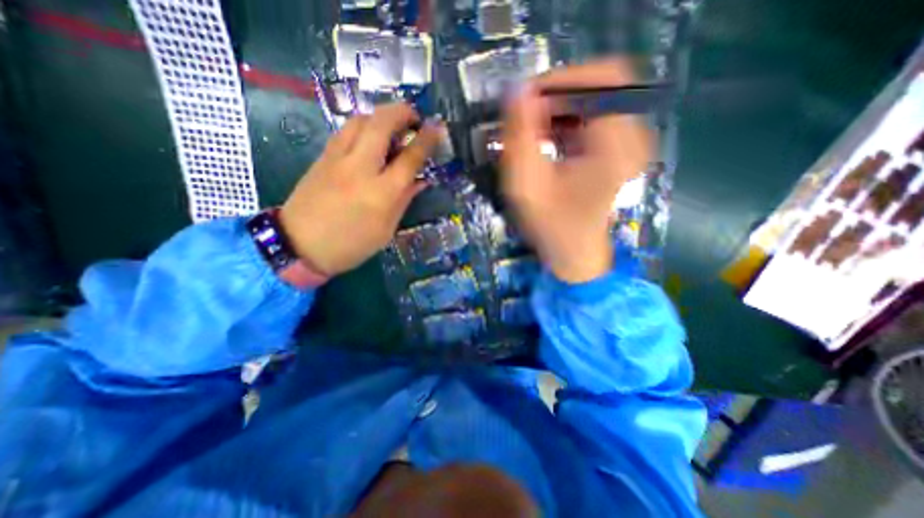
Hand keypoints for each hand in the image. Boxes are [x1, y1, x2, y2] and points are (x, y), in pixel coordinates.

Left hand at [281, 101, 442, 277]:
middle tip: (414, 118)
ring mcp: (337, 158)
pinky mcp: (322, 156)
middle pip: (382, 124)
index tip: (437, 127)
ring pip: (361, 120)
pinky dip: (364, 126)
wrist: (299, 245)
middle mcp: (360, 168)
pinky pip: (346, 130)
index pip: (410, 157)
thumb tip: (420, 180)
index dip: (426, 139)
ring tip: (393, 127)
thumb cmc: (350, 244)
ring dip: (381, 116)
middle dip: (402, 112)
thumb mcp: (385, 229)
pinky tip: (370, 138)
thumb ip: (404, 200)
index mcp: (381, 193)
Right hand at [502, 58, 652, 281]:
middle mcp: (632, 137)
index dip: (559, 80)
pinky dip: (565, 121)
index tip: (523, 102)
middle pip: (598, 86)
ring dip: (557, 109)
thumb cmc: (550, 226)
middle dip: (555, 96)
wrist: (574, 255)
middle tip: (523, 118)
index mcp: (617, 144)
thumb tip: (516, 90)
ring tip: (530, 133)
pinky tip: (545, 140)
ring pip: (593, 101)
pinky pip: (593, 117)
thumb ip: (519, 137)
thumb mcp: (526, 184)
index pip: (601, 78)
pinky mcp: (617, 150)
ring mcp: (628, 143)